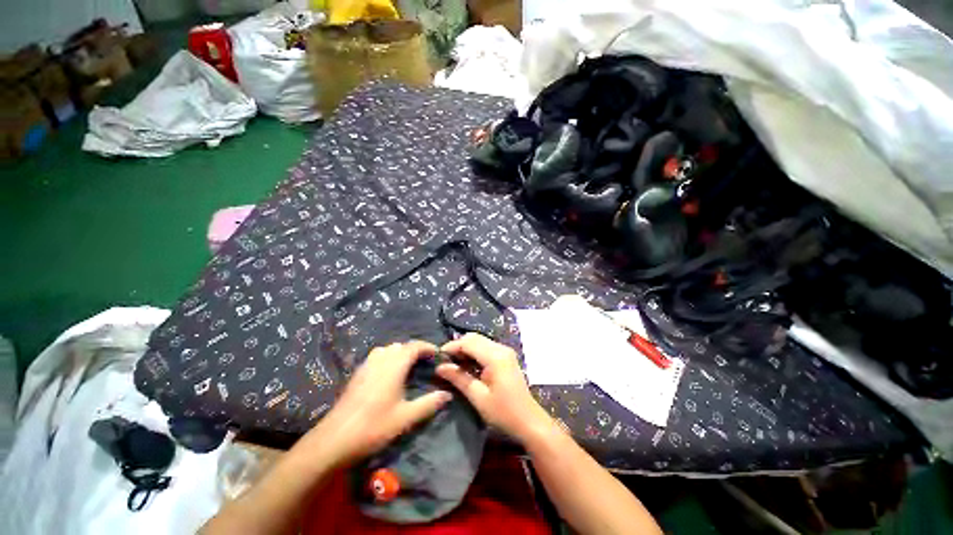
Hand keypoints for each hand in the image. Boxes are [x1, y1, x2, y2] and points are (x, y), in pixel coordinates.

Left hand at [303, 341, 452, 464]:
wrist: (334, 439)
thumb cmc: (374, 426)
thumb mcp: (405, 417)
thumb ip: (429, 403)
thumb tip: (448, 394)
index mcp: (394, 365)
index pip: (415, 346)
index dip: (428, 347)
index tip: (438, 354)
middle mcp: (381, 358)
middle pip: (401, 345)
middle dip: (415, 350)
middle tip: (426, 362)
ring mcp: (367, 364)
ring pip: (388, 349)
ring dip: (401, 353)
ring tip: (409, 366)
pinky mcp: (358, 373)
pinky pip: (378, 356)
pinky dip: (388, 358)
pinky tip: (389, 375)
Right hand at [436, 333, 550, 443]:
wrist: (529, 421)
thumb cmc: (504, 412)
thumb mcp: (478, 397)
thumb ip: (459, 378)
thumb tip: (440, 367)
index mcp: (495, 356)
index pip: (469, 342)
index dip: (452, 347)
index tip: (438, 357)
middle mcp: (501, 348)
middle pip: (474, 338)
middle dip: (458, 346)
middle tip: (445, 362)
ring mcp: (505, 351)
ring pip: (480, 341)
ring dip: (466, 349)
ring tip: (453, 364)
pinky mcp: (506, 356)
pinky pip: (486, 347)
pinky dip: (474, 352)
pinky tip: (467, 365)